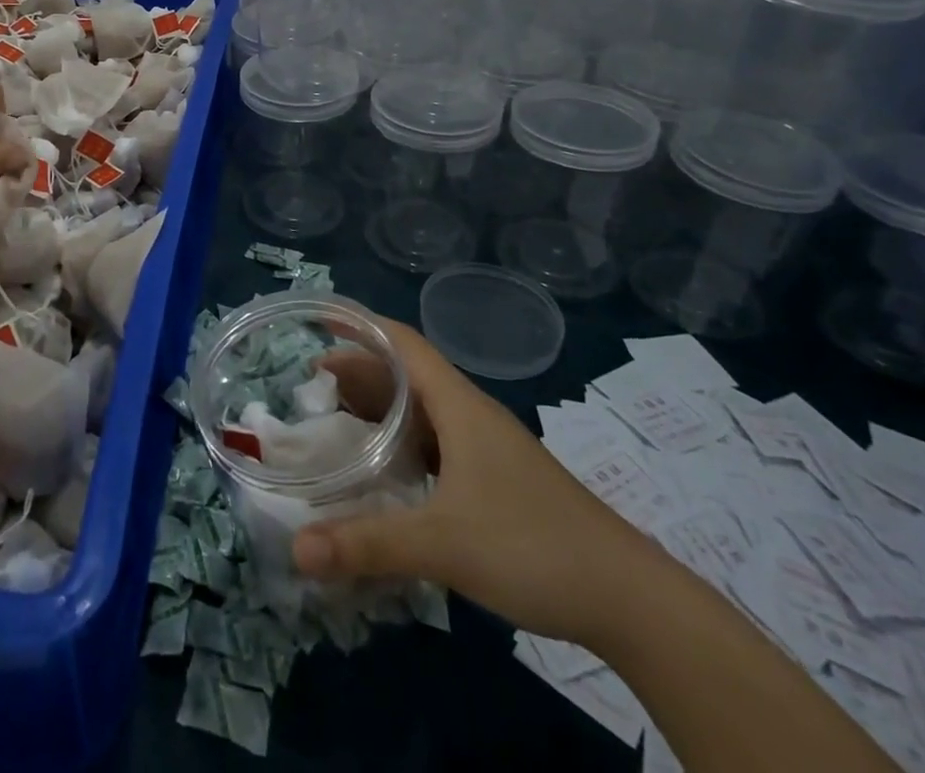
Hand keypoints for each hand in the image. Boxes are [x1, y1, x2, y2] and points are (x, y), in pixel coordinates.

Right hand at [291, 317, 669, 647]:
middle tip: (310, 385)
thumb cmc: (532, 546)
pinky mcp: (496, 480)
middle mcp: (471, 415)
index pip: (403, 343)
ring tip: (337, 421)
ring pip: (422, 411)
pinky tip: (385, 472)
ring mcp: (487, 448)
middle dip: (359, 371)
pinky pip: (436, 443)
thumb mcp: (443, 544)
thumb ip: (368, 544)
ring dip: (380, 408)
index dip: (360, 327)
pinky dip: (402, 443)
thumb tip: (295, 550)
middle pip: (407, 374)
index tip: (318, 325)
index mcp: (459, 405)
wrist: (630, 598)